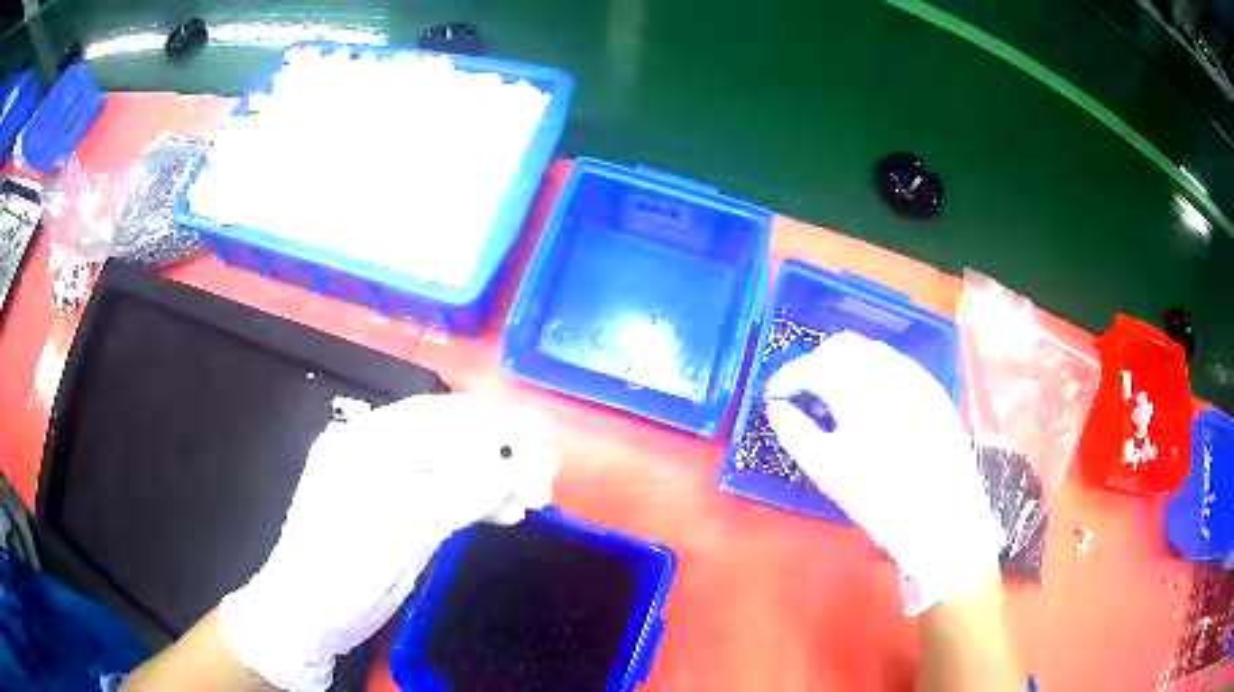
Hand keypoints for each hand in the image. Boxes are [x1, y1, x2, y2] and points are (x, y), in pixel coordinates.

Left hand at [219, 394, 560, 690]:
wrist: (306, 617)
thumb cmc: (342, 571)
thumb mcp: (399, 533)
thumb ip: (457, 495)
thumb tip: (514, 464)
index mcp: (367, 443)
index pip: (441, 419)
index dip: (496, 423)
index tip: (544, 433)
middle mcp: (376, 453)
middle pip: (450, 440)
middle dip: (504, 451)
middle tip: (550, 468)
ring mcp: (386, 484)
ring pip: (451, 469)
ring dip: (496, 479)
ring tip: (538, 495)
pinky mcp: (397, 512)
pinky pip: (443, 497)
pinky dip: (478, 503)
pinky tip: (508, 513)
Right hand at [764, 331, 1002, 614]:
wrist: (942, 517)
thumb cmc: (878, 497)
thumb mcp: (826, 469)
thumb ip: (794, 431)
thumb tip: (776, 408)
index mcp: (857, 386)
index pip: (811, 366)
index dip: (786, 377)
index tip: (772, 396)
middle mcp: (888, 369)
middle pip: (842, 347)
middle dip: (816, 363)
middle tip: (802, 394)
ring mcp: (916, 376)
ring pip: (872, 352)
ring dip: (846, 365)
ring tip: (835, 397)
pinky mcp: (934, 390)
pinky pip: (897, 366)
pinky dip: (874, 374)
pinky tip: (872, 403)